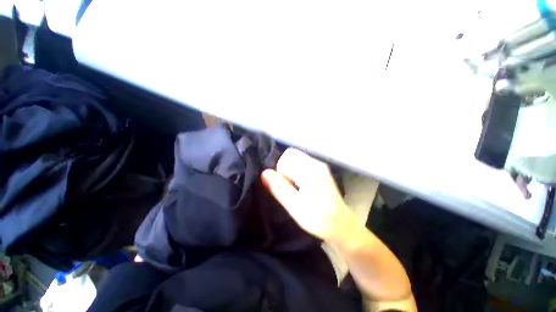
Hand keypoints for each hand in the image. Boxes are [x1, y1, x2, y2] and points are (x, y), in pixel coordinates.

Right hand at [262, 148, 354, 240]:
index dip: (281, 171)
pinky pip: (302, 164)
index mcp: (310, 170)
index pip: (286, 157)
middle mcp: (316, 163)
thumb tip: (264, 173)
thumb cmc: (319, 219)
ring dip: (290, 172)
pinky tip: (300, 187)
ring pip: (296, 160)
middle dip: (285, 170)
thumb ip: (279, 188)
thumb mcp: (295, 206)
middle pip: (291, 155)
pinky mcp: (320, 171)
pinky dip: (296, 173)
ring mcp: (319, 166)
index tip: (286, 187)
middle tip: (289, 187)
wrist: (341, 225)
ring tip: (295, 188)